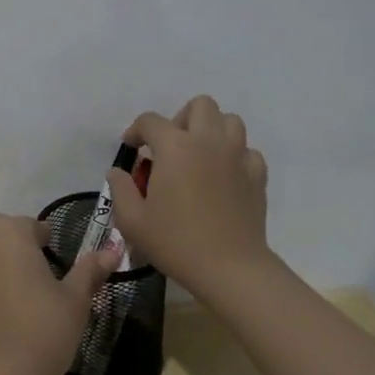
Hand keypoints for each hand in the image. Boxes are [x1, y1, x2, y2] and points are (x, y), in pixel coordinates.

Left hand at [0, 214, 116, 374]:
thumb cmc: (44, 329)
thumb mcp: (76, 298)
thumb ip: (90, 269)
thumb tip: (112, 250)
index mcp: (6, 231)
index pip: (32, 228)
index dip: (47, 245)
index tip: (58, 268)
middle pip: (2, 239)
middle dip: (18, 254)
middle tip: (39, 287)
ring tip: (15, 303)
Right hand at [109, 94, 271, 303]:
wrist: (230, 268)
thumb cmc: (176, 242)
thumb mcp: (132, 220)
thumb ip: (120, 189)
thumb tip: (118, 172)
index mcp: (174, 146)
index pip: (150, 121)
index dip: (136, 130)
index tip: (131, 148)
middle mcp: (207, 141)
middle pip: (199, 105)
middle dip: (181, 118)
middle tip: (171, 147)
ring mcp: (237, 156)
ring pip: (230, 121)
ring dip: (212, 131)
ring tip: (200, 156)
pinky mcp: (257, 175)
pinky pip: (247, 151)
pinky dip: (235, 156)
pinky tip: (224, 177)